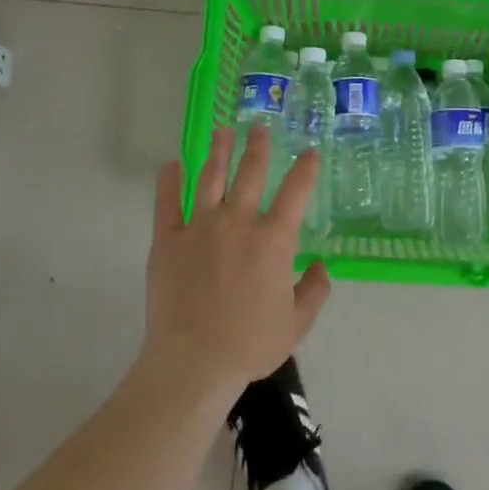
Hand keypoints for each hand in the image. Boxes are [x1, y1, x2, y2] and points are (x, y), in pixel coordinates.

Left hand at [141, 126, 331, 399]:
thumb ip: (314, 291)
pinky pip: (167, 203)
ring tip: (222, 131)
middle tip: (259, 127)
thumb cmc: (250, 344)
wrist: (194, 362)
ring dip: (218, 151)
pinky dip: (169, 181)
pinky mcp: (167, 240)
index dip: (306, 169)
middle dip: (258, 146)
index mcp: (273, 240)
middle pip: (250, 173)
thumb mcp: (296, 324)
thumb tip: (321, 266)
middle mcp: (238, 222)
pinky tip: (172, 164)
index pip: (295, 192)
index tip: (310, 153)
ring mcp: (199, 227)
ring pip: (210, 178)